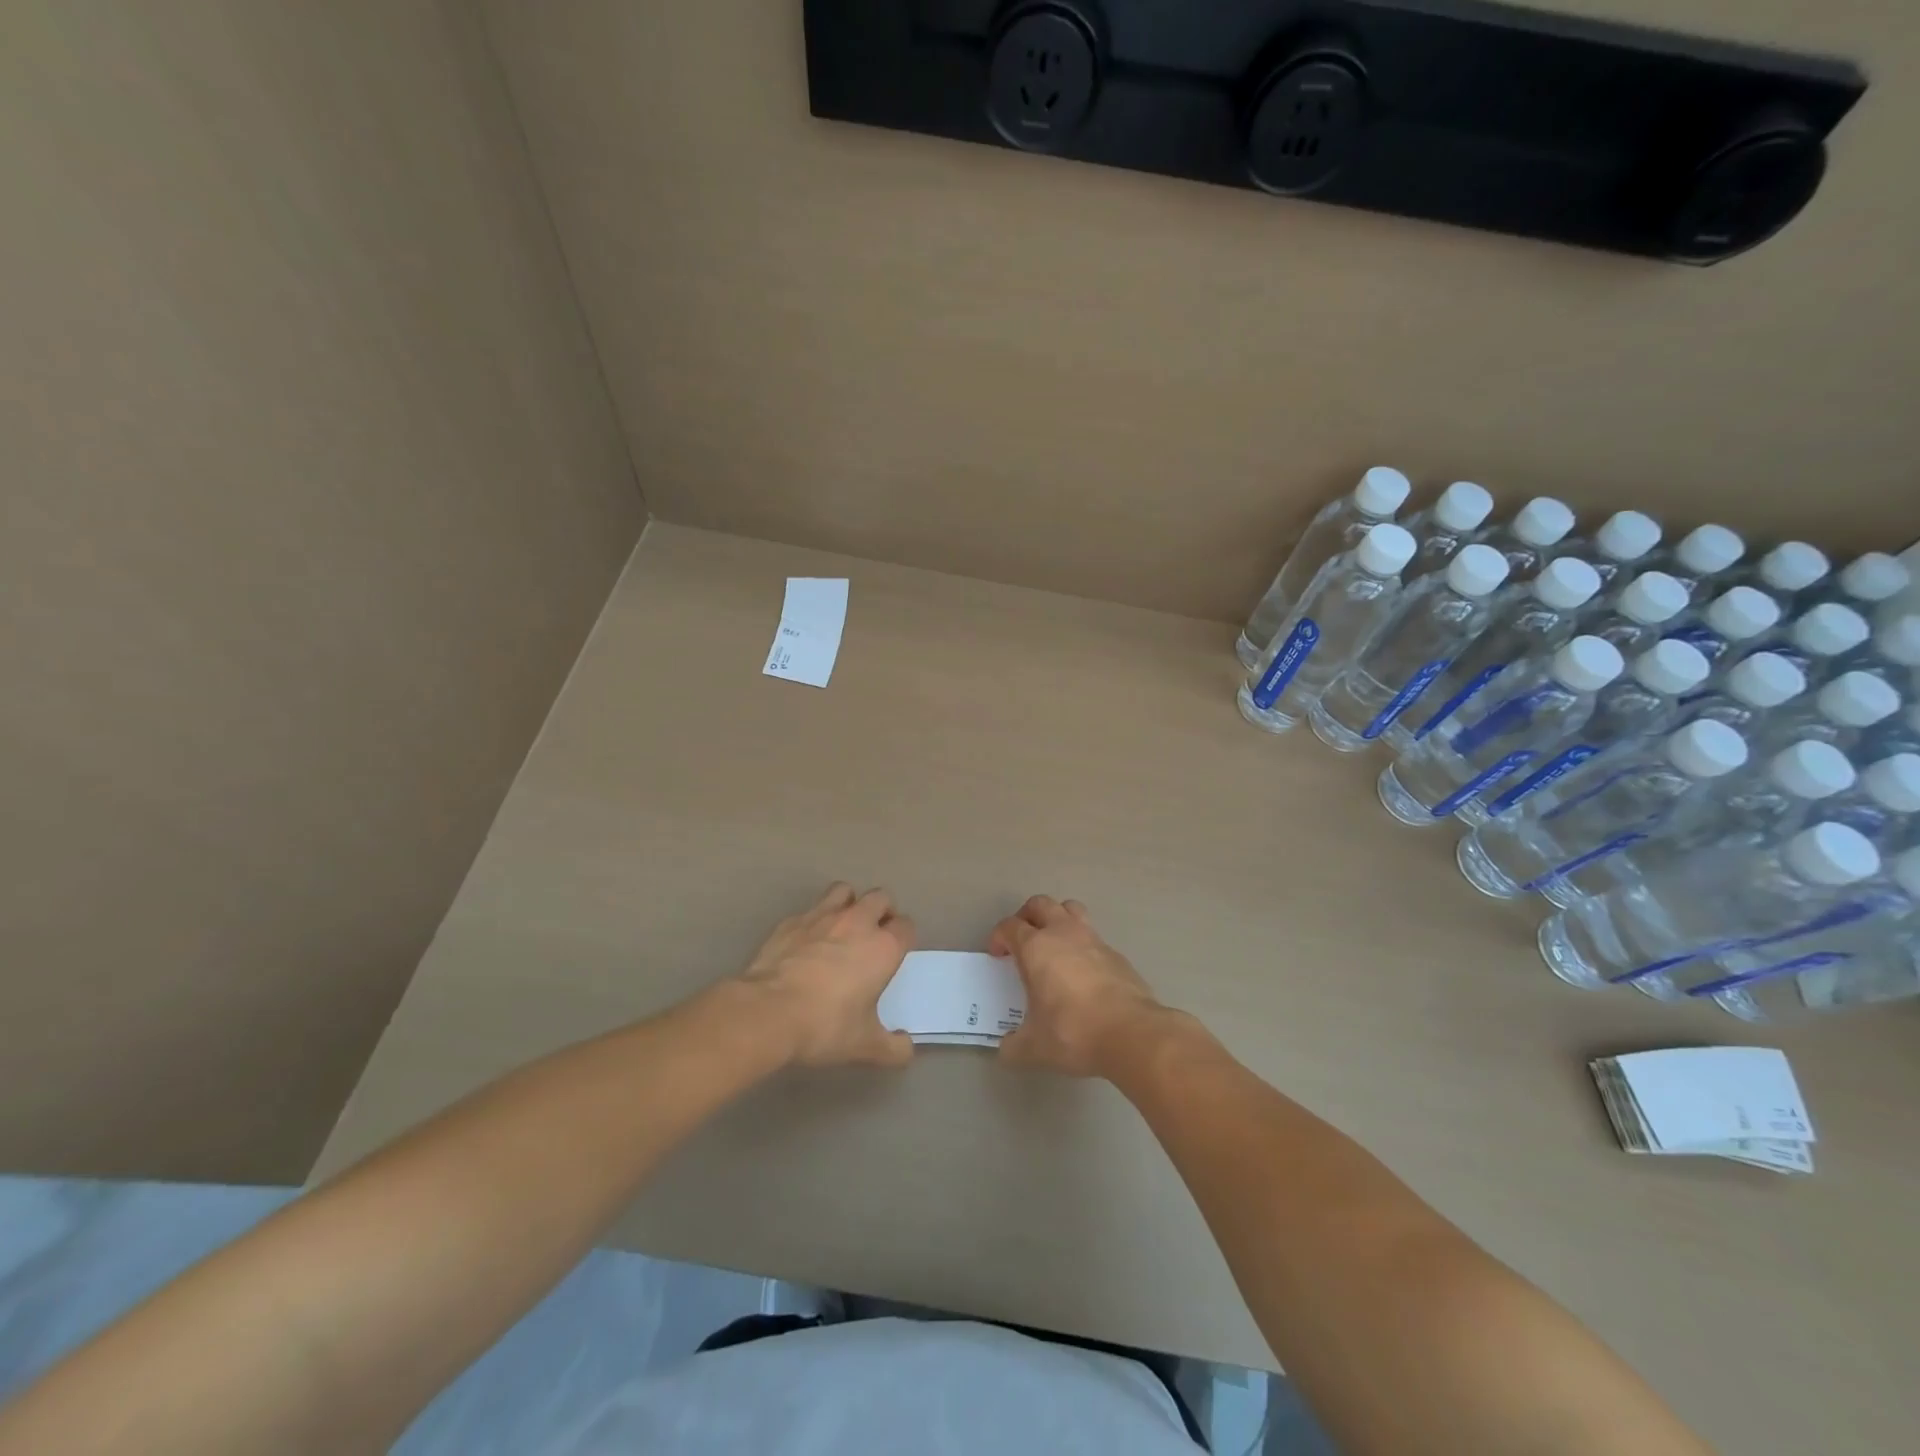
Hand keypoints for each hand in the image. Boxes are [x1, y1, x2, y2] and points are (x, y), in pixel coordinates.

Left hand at [738, 882, 915, 1068]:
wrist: (767, 1012)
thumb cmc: (825, 1026)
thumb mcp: (864, 1046)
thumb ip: (892, 1048)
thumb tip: (906, 1048)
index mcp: (883, 948)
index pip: (906, 926)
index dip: (904, 937)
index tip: (897, 952)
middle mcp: (857, 922)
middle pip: (880, 897)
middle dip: (882, 911)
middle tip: (874, 934)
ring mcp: (821, 916)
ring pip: (844, 891)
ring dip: (849, 903)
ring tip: (843, 926)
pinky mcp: (791, 921)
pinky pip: (810, 909)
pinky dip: (814, 919)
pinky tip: (807, 940)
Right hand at [989, 896, 1164, 1078]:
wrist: (1132, 1033)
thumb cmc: (1073, 1032)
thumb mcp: (1034, 1047)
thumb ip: (1014, 1046)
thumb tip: (1006, 1049)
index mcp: (1036, 948)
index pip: (1010, 926)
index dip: (999, 937)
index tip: (998, 955)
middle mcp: (1063, 934)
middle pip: (1040, 904)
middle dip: (1026, 916)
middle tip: (1022, 939)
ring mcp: (1093, 940)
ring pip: (1071, 909)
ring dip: (1057, 919)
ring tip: (1053, 944)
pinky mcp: (1116, 954)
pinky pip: (1093, 936)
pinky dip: (1082, 945)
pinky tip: (1083, 972)